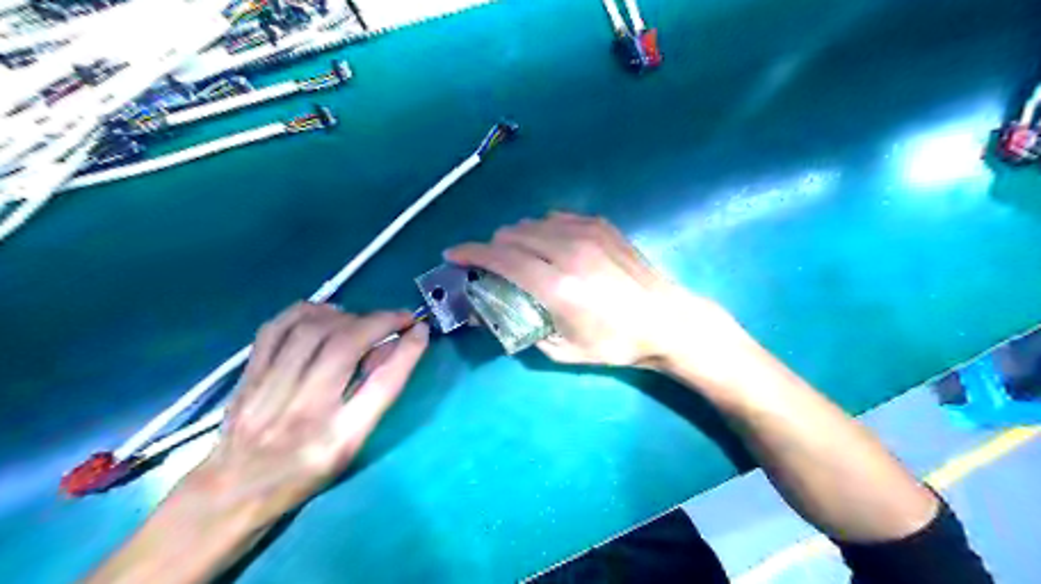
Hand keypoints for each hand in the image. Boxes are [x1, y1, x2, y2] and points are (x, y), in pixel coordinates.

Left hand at [190, 303, 426, 521]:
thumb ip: (375, 396)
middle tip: (398, 318)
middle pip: (345, 346)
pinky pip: (276, 328)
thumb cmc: (305, 473)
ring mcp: (269, 391)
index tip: (421, 329)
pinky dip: (306, 311)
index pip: (382, 384)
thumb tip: (394, 347)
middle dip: (379, 321)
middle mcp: (304, 411)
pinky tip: (325, 314)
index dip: (407, 350)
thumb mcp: (351, 445)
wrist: (234, 492)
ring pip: (312, 330)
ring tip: (362, 319)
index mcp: (338, 438)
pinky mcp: (247, 377)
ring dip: (348, 315)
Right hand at [444, 212, 742, 370]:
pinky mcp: (601, 225)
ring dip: (516, 237)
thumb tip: (492, 313)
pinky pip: (557, 217)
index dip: (470, 253)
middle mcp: (568, 251)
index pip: (500, 258)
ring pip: (533, 222)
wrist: (667, 320)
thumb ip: (521, 329)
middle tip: (491, 266)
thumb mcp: (563, 351)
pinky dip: (543, 228)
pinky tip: (549, 244)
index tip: (452, 255)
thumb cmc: (615, 343)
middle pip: (512, 235)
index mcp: (557, 286)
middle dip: (492, 248)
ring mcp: (587, 233)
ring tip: (519, 256)